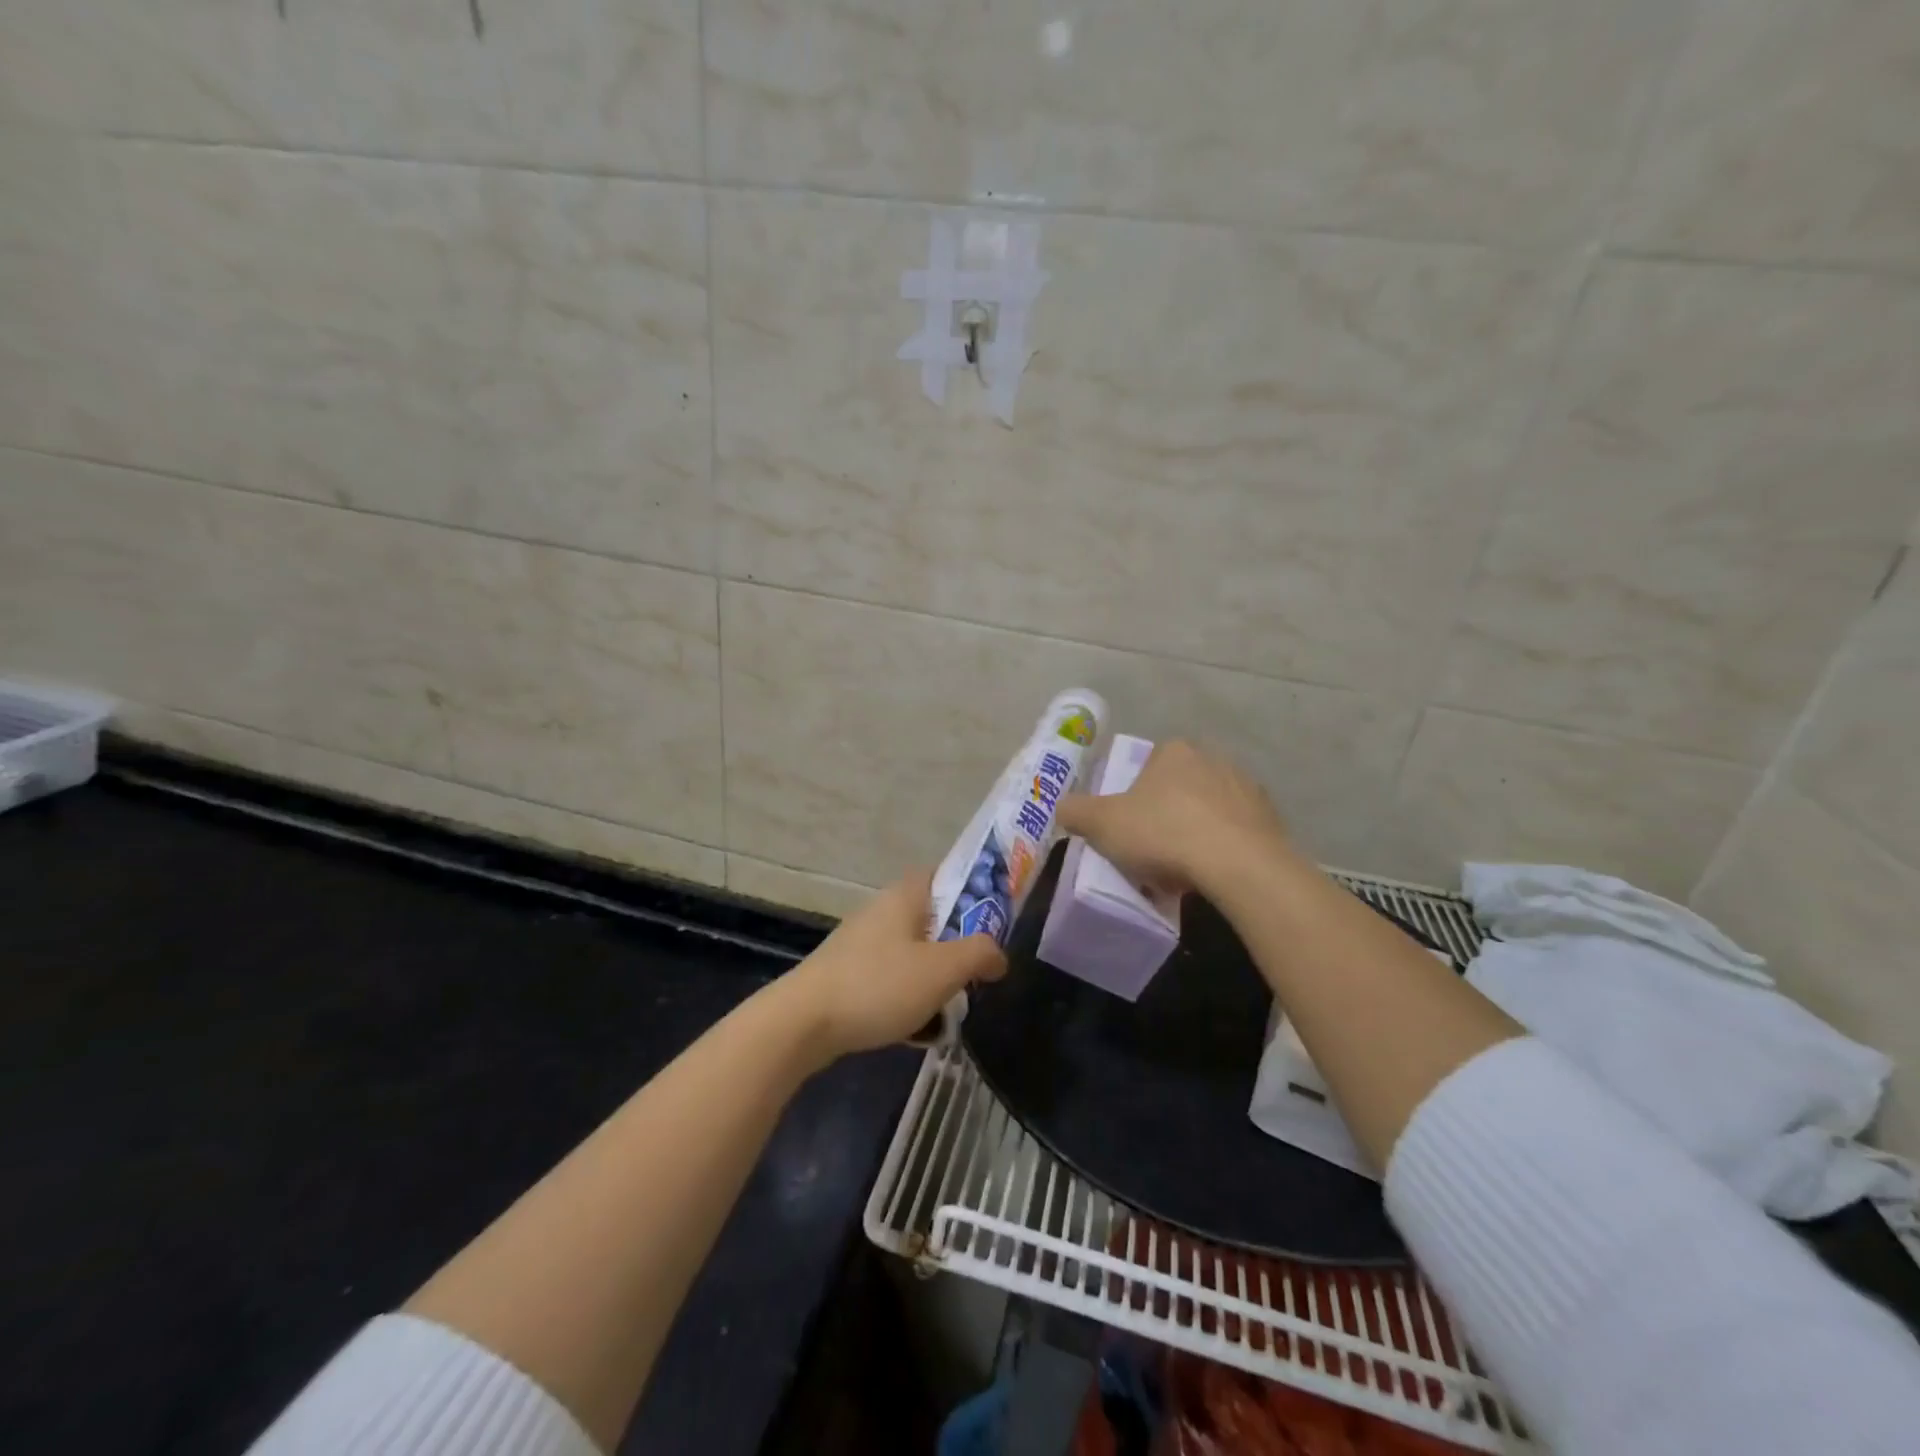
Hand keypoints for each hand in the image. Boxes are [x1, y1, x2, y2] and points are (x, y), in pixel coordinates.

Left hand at [781, 869, 1007, 1062]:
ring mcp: (862, 942)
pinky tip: (915, 1029)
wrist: (803, 1022)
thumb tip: (999, 956)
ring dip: (934, 979)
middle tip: (976, 976)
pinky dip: (908, 998)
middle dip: (958, 948)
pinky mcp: (848, 973)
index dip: (975, 893)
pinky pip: (891, 979)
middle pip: (934, 919)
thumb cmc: (879, 984)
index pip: (948, 875)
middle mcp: (882, 910)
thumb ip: (980, 955)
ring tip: (948, 1011)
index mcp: (906, 895)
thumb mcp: (943, 969)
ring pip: (914, 954)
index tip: (996, 924)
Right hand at [1056, 739, 1291, 897]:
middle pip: (1179, 787)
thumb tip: (1062, 807)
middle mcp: (1213, 758)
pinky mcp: (1271, 818)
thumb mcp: (1102, 824)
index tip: (1130, 827)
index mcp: (1173, 751)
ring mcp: (1246, 787)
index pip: (1147, 766)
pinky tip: (1212, 874)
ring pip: (1209, 809)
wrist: (1238, 865)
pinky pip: (1236, 832)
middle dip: (1166, 813)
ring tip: (1183, 869)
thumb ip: (1076, 811)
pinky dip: (1223, 847)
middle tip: (1153, 849)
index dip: (1134, 797)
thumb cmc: (1163, 834)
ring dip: (1196, 831)